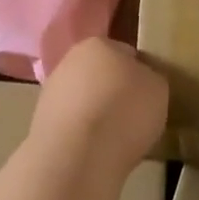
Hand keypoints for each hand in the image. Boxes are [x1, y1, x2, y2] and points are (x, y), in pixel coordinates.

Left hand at [34, 38, 167, 172]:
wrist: (76, 155)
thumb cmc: (124, 112)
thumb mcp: (158, 89)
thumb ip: (150, 78)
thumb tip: (141, 81)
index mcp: (99, 44)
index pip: (126, 53)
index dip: (141, 73)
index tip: (150, 94)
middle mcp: (69, 61)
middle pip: (100, 75)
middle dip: (115, 91)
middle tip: (134, 116)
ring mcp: (50, 92)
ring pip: (83, 100)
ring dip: (96, 113)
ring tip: (116, 138)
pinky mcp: (40, 123)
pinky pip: (72, 124)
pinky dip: (83, 134)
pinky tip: (96, 150)